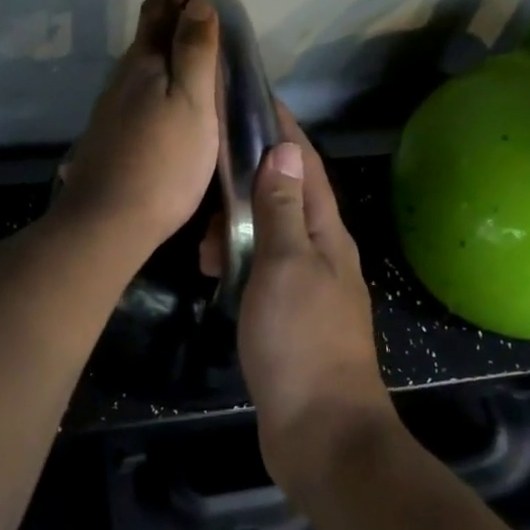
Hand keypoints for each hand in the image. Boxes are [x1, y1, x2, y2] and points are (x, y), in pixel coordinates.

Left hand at [56, 0, 220, 255]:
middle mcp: (122, 79)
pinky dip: (156, 76)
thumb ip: (194, 51)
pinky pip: (137, 90)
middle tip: (195, 4)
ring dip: (162, 46)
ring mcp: (111, 109)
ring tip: (187, 45)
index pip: (159, 12)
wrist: (108, 221)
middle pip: (145, 35)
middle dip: (169, 13)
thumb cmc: (163, 162)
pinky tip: (164, 96)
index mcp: (144, 64)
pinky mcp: (110, 136)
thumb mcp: (191, 102)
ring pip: (139, 64)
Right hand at [224, 107, 395, 498]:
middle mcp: (322, 252)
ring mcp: (308, 286)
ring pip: (271, 234)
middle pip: (287, 195)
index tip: (253, 98)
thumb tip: (284, 150)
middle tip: (207, 174)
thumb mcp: (285, 265)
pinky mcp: (290, 316)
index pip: (305, 164)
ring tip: (203, 238)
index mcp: (327, 232)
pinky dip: (237, 260)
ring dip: (238, 225)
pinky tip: (212, 269)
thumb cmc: (301, 341)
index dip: (282, 130)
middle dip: (250, 178)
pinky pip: (261, 269)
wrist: (321, 431)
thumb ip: (283, 208)